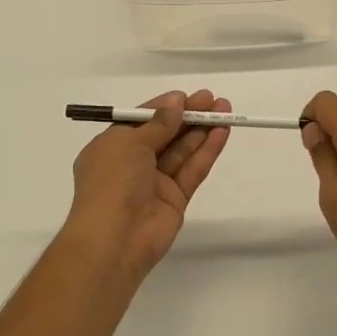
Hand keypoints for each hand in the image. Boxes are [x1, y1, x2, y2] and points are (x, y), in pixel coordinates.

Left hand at [62, 90, 231, 275]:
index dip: (164, 108)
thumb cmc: (112, 182)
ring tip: (225, 110)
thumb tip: (176, 102)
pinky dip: (206, 151)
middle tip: (214, 100)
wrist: (114, 239)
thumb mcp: (129, 143)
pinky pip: (192, 170)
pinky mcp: (175, 199)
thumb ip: (158, 123)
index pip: (141, 121)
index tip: (187, 96)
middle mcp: (132, 163)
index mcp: (112, 147)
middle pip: (166, 134)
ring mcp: (155, 182)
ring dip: (202, 130)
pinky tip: (222, 133)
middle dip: (188, 116)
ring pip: (182, 150)